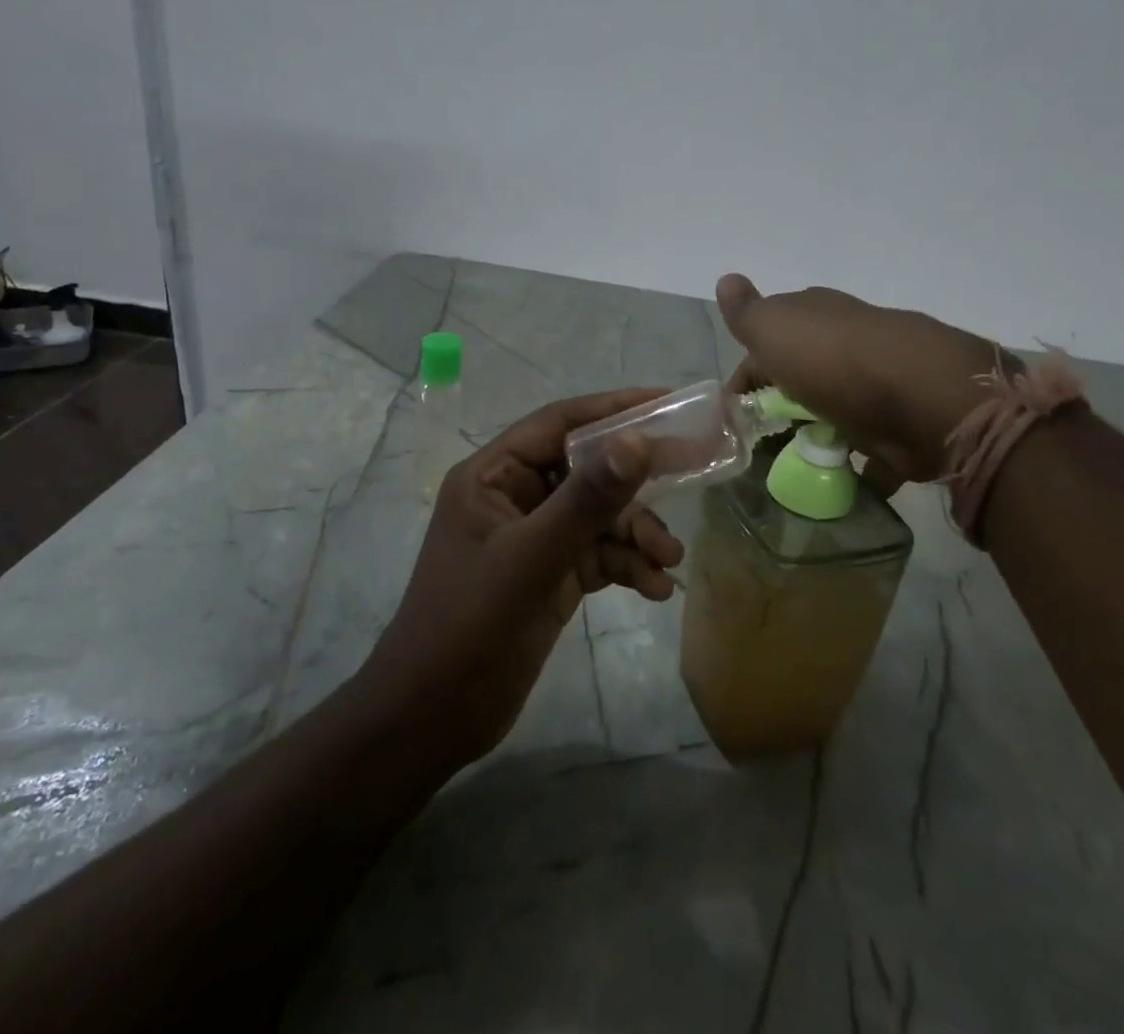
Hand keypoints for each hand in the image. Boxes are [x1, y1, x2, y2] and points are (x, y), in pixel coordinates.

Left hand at [359, 390, 683, 768]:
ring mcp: (534, 536)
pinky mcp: (550, 574)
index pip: (559, 423)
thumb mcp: (531, 559)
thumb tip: (639, 441)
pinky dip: (627, 564)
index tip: (668, 403)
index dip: (613, 408)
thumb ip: (586, 500)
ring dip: (637, 533)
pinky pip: (598, 553)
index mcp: (493, 475)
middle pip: (586, 469)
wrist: (432, 720)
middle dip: (636, 482)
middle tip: (691, 472)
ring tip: (669, 560)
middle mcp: (514, 496)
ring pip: (599, 515)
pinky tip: (654, 588)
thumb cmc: (468, 627)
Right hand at [717, 273, 1002, 486]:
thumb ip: (746, 312)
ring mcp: (876, 385)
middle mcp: (846, 344)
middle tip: (757, 446)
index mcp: (814, 316)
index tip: (731, 415)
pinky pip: (868, 449)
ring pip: (834, 412)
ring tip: (790, 470)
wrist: (921, 398)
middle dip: (780, 408)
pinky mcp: (900, 426)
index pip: (767, 343)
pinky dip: (853, 466)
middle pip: (802, 377)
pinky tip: (833, 482)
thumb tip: (725, 278)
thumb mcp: (773, 328)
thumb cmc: (833, 360)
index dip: (746, 378)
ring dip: (814, 437)